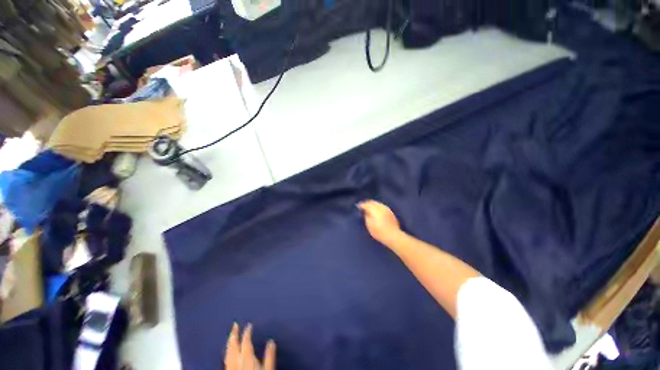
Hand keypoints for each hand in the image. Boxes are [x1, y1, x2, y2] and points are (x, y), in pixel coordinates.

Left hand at [224, 323, 275, 369]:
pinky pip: (225, 360)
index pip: (245, 342)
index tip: (249, 325)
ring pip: (227, 353)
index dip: (247, 332)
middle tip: (234, 324)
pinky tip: (227, 352)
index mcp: (247, 359)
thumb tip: (271, 341)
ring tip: (230, 335)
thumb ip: (269, 356)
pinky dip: (227, 352)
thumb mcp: (269, 369)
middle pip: (233, 346)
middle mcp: (237, 362)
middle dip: (234, 334)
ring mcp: (231, 369)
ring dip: (229, 343)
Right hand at [358, 200, 400, 244]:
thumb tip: (365, 211)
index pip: (366, 205)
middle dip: (367, 203)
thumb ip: (366, 216)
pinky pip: (382, 206)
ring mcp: (386, 209)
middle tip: (363, 206)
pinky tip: (376, 210)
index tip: (358, 207)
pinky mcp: (390, 211)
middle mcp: (380, 207)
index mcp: (374, 210)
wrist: (393, 236)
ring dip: (372, 204)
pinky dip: (377, 206)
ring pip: (377, 203)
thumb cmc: (379, 232)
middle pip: (372, 202)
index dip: (361, 205)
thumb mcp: (369, 225)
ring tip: (369, 208)